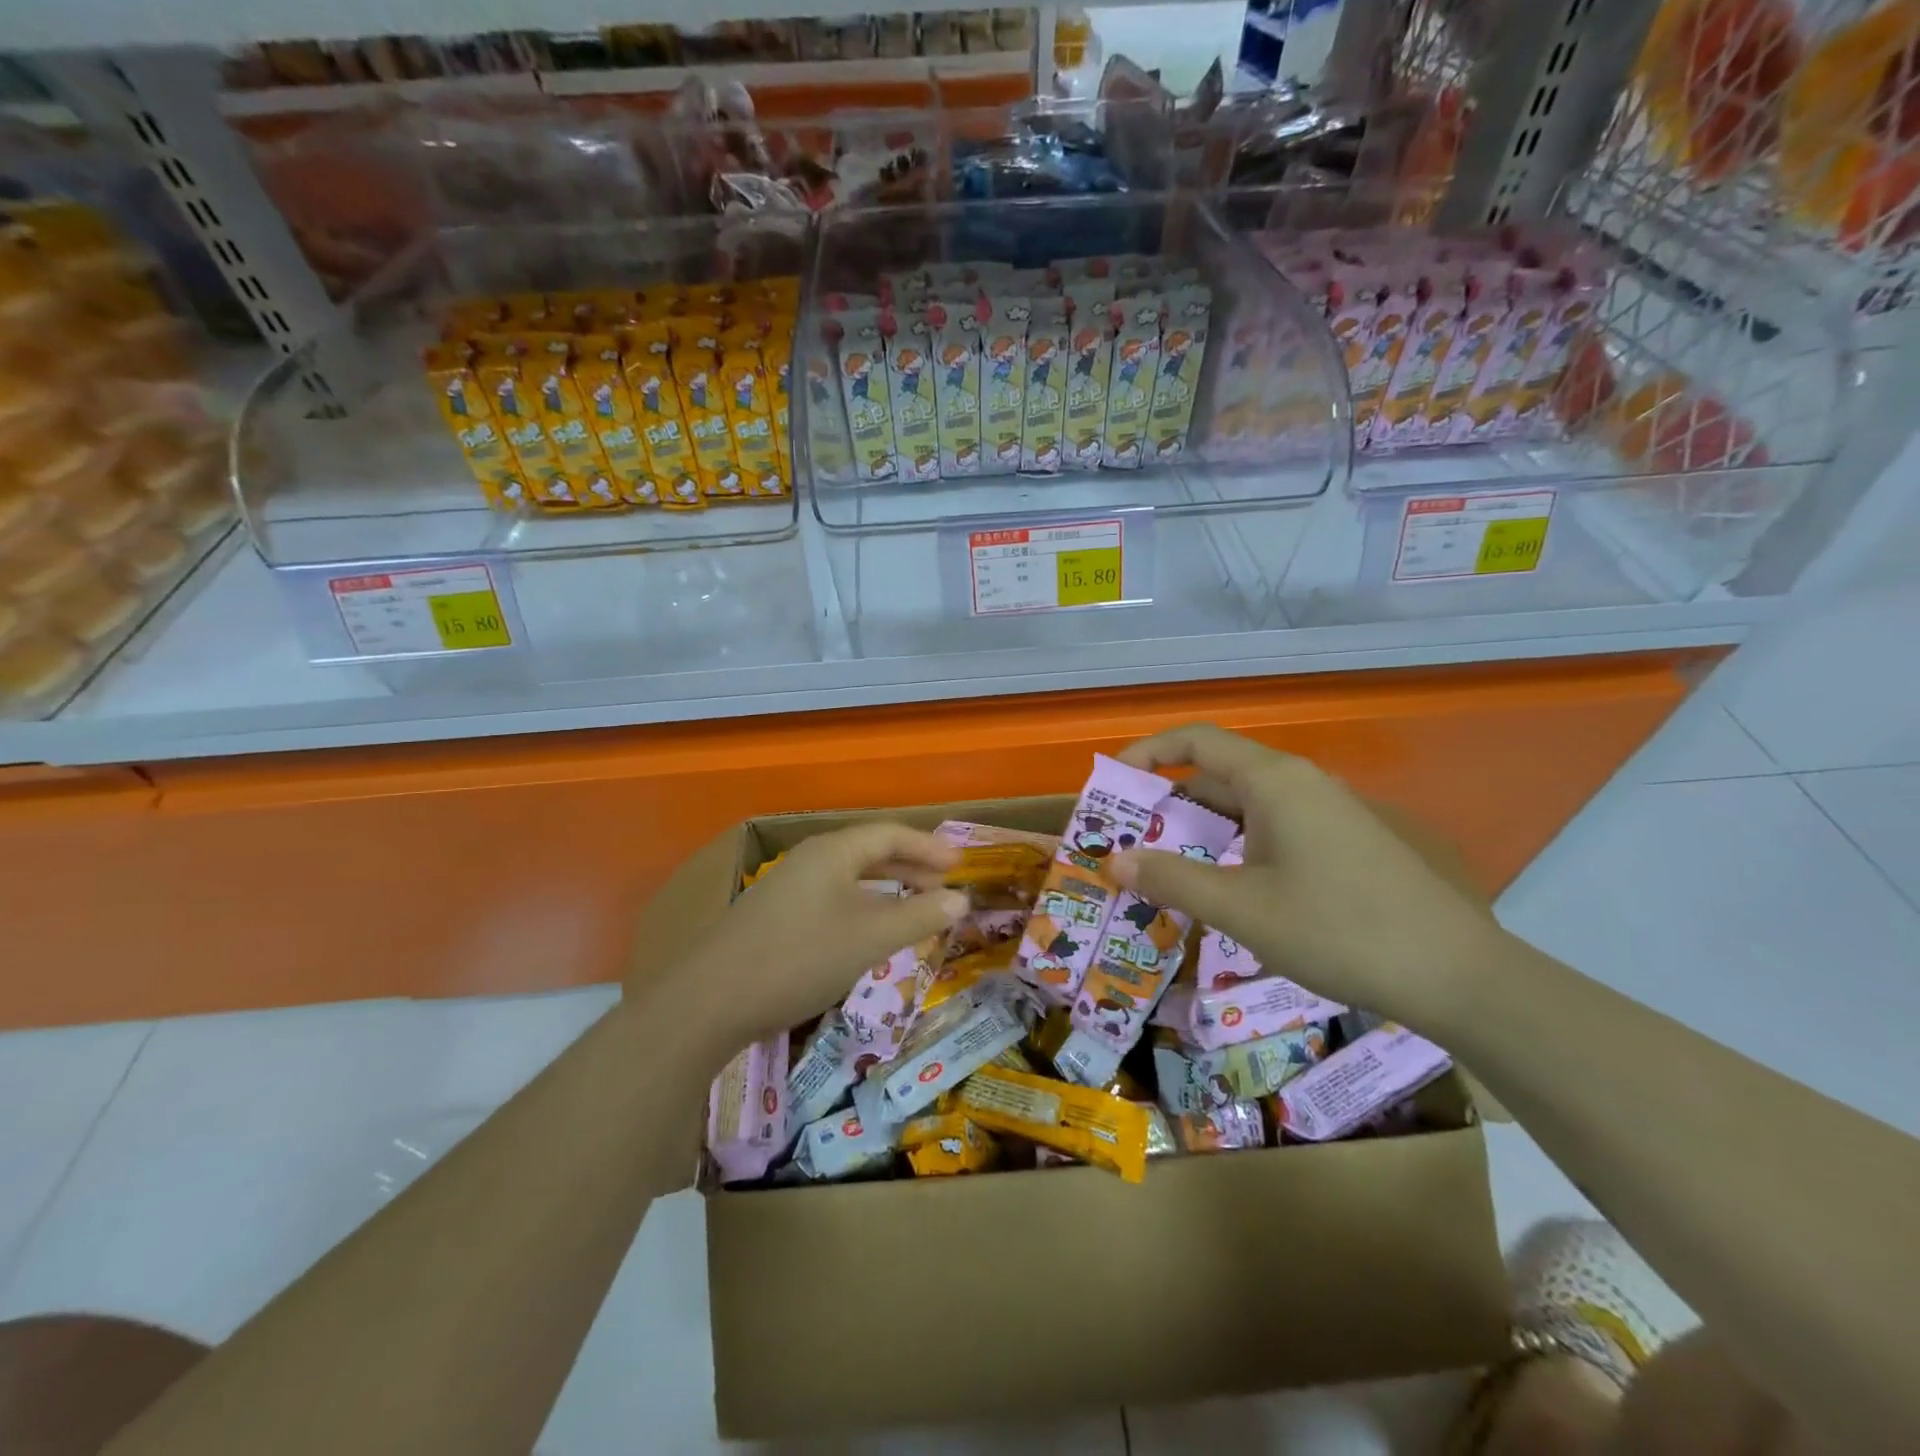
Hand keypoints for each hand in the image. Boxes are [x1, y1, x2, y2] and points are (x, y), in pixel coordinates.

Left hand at [656, 822, 967, 1059]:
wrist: (709, 1001)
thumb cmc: (800, 958)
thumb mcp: (870, 938)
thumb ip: (918, 916)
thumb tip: (960, 898)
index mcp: (832, 851)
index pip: (889, 834)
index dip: (927, 847)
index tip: (959, 863)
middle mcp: (808, 859)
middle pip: (868, 851)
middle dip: (909, 866)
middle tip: (943, 884)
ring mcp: (786, 887)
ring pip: (847, 877)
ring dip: (885, 888)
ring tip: (913, 906)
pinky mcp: (773, 916)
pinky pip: (830, 898)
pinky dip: (860, 906)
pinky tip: (865, 932)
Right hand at [1109, 724, 1499, 1029]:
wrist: (1456, 975)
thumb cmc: (1338, 929)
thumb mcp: (1241, 909)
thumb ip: (1172, 880)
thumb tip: (1115, 862)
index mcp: (1273, 780)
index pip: (1195, 740)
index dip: (1146, 754)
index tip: (1111, 787)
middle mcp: (1298, 784)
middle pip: (1216, 775)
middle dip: (1166, 806)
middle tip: (1127, 843)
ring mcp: (1324, 814)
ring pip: (1243, 809)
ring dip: (1199, 834)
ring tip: (1162, 871)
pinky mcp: (1341, 844)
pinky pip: (1270, 832)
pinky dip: (1233, 850)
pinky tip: (1222, 890)